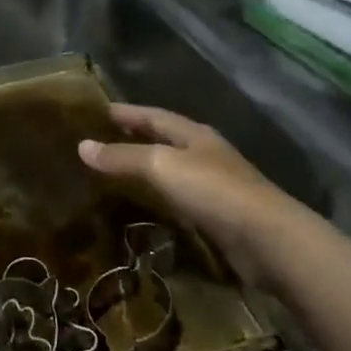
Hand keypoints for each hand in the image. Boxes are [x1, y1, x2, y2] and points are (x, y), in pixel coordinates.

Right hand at [78, 104, 291, 286]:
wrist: (268, 240)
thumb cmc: (213, 190)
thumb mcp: (161, 166)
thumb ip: (122, 157)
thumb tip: (82, 146)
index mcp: (193, 134)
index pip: (153, 115)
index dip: (126, 112)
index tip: (97, 111)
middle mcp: (205, 154)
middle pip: (164, 141)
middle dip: (135, 139)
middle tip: (101, 142)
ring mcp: (215, 186)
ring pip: (172, 171)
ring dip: (146, 171)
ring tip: (114, 176)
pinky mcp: (219, 217)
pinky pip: (180, 201)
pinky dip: (159, 200)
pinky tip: (145, 209)